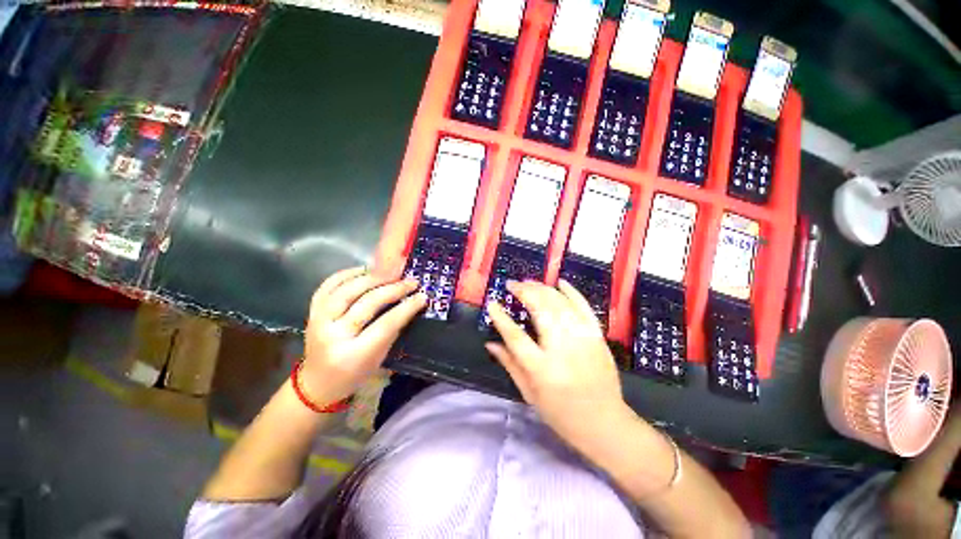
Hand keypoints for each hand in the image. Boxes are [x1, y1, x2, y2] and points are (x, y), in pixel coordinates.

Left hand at [302, 266, 426, 403]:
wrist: (316, 384)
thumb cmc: (353, 375)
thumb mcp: (379, 359)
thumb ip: (393, 331)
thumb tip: (409, 304)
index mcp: (353, 354)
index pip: (385, 324)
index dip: (406, 308)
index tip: (422, 296)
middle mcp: (333, 335)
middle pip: (366, 303)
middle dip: (393, 289)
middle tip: (411, 281)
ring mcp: (318, 321)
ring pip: (346, 290)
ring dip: (372, 277)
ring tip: (392, 273)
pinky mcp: (311, 312)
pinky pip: (328, 286)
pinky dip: (347, 274)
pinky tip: (365, 270)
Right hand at [485, 279, 629, 452]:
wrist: (605, 423)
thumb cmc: (561, 414)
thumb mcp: (529, 394)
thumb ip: (509, 364)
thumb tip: (489, 342)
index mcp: (542, 369)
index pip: (516, 336)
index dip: (501, 318)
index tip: (492, 303)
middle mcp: (562, 349)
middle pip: (541, 310)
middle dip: (524, 291)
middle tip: (511, 284)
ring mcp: (582, 339)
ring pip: (560, 303)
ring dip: (542, 288)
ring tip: (528, 282)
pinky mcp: (597, 336)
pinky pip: (584, 306)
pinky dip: (571, 291)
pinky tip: (559, 281)